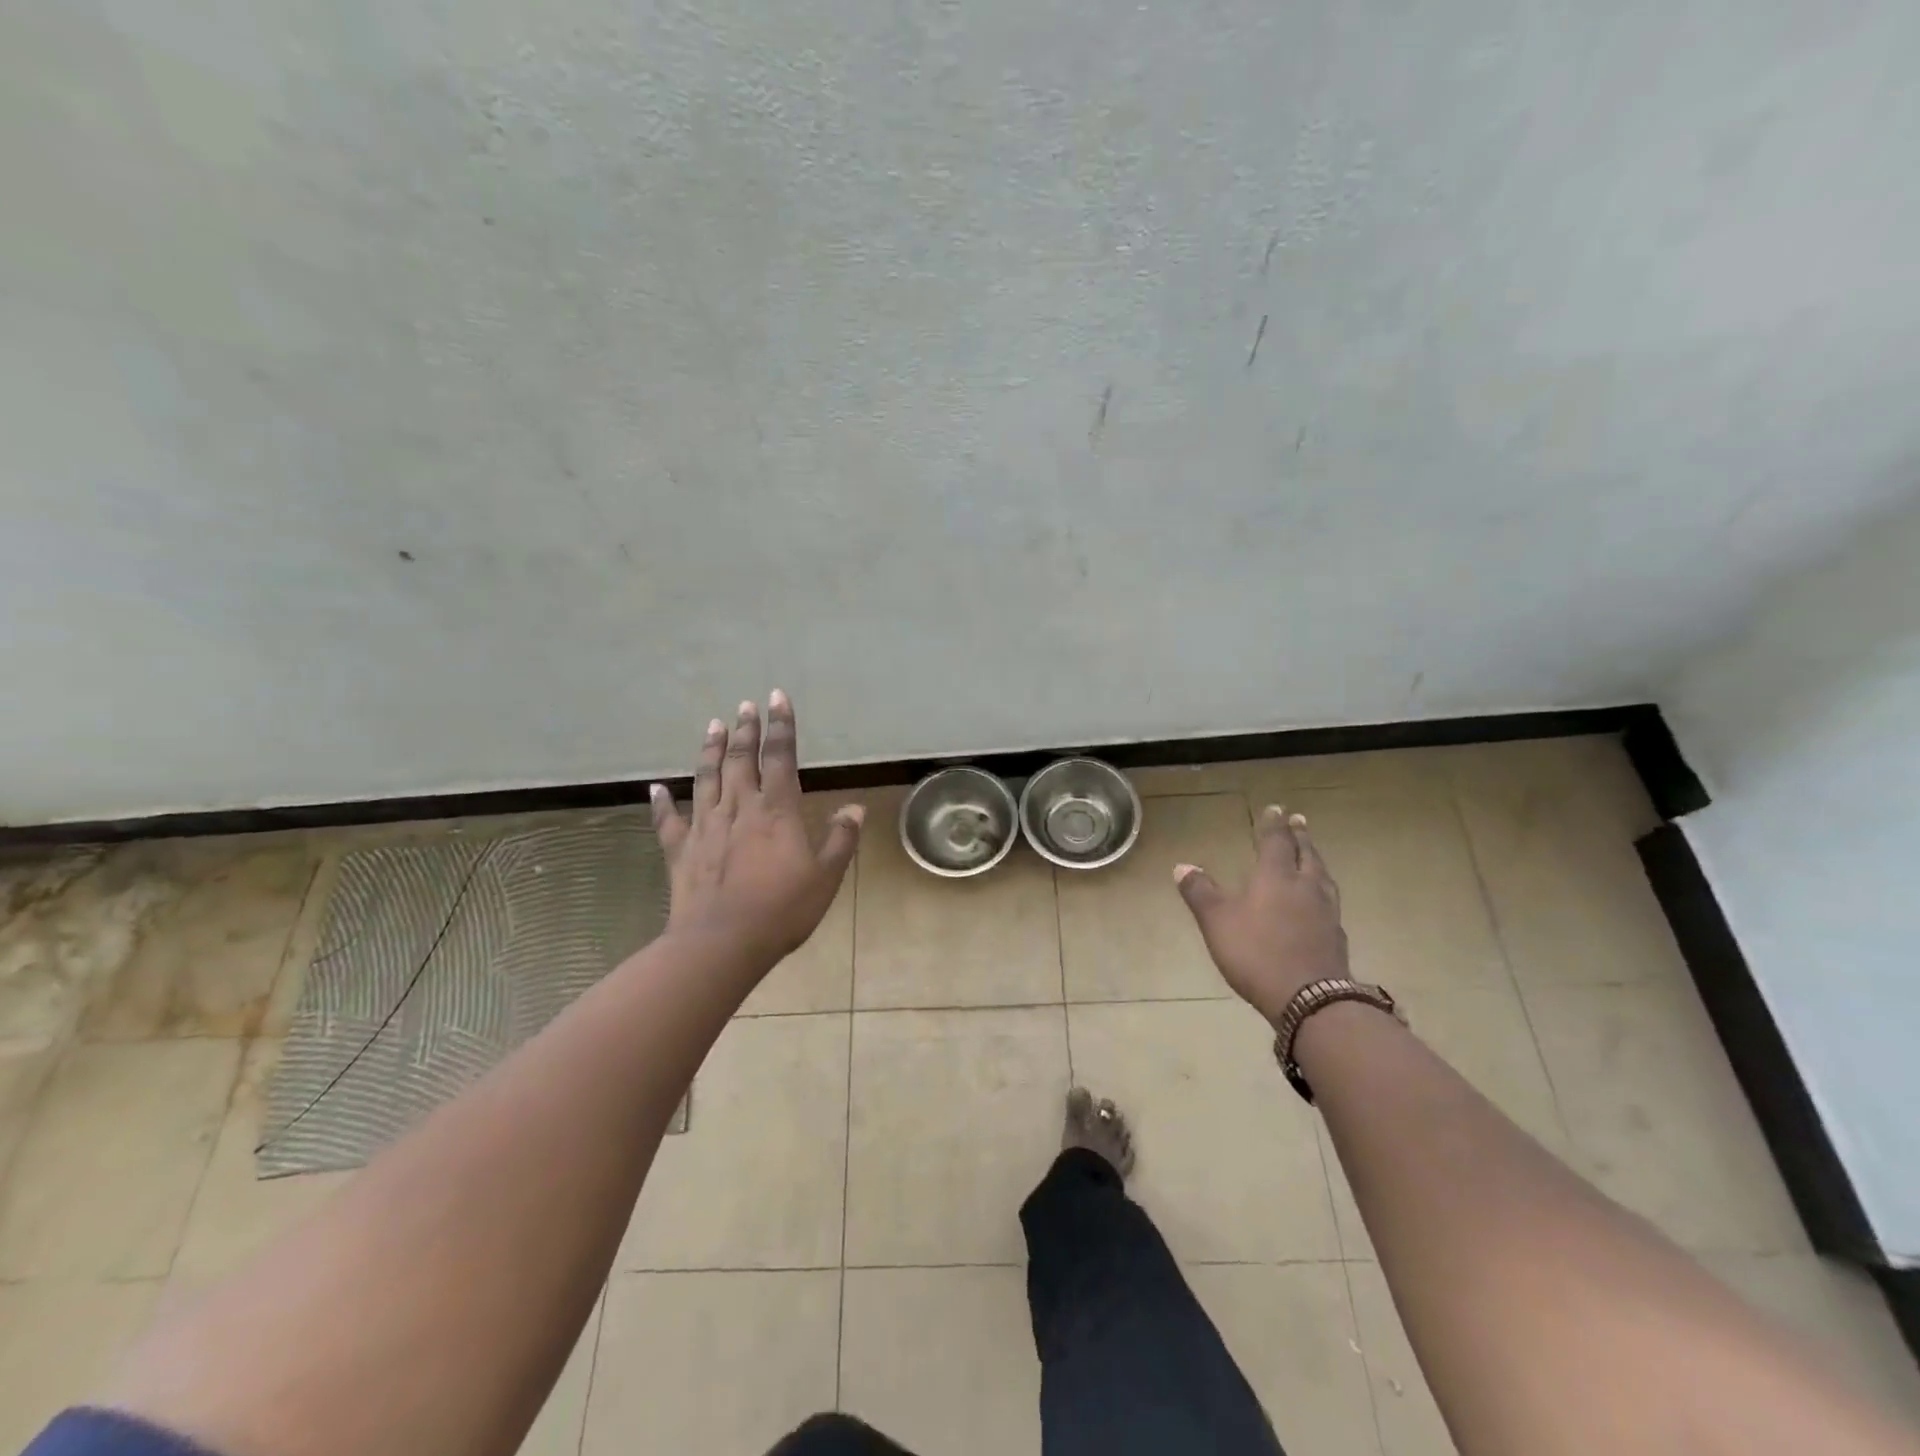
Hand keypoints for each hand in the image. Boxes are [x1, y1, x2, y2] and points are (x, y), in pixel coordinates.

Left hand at [649, 691, 863, 967]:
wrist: (722, 943)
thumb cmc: (782, 910)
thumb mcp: (826, 877)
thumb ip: (841, 839)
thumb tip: (855, 808)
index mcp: (777, 811)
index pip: (780, 757)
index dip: (781, 726)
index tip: (777, 698)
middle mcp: (739, 809)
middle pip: (741, 760)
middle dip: (746, 730)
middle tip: (745, 705)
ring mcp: (705, 827)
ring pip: (707, 778)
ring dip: (710, 750)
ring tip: (713, 725)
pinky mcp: (680, 851)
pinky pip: (667, 822)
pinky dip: (660, 803)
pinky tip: (656, 788)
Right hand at [1174, 805, 1348, 1025]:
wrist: (1310, 999)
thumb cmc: (1257, 952)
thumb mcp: (1217, 922)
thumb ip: (1201, 893)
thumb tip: (1182, 866)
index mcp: (1275, 877)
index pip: (1275, 842)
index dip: (1273, 824)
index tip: (1276, 808)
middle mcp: (1304, 887)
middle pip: (1305, 854)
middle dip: (1300, 836)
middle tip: (1299, 821)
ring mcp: (1325, 912)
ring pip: (1322, 876)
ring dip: (1315, 860)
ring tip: (1313, 855)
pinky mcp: (1336, 937)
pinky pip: (1330, 902)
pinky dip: (1322, 891)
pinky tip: (1320, 901)